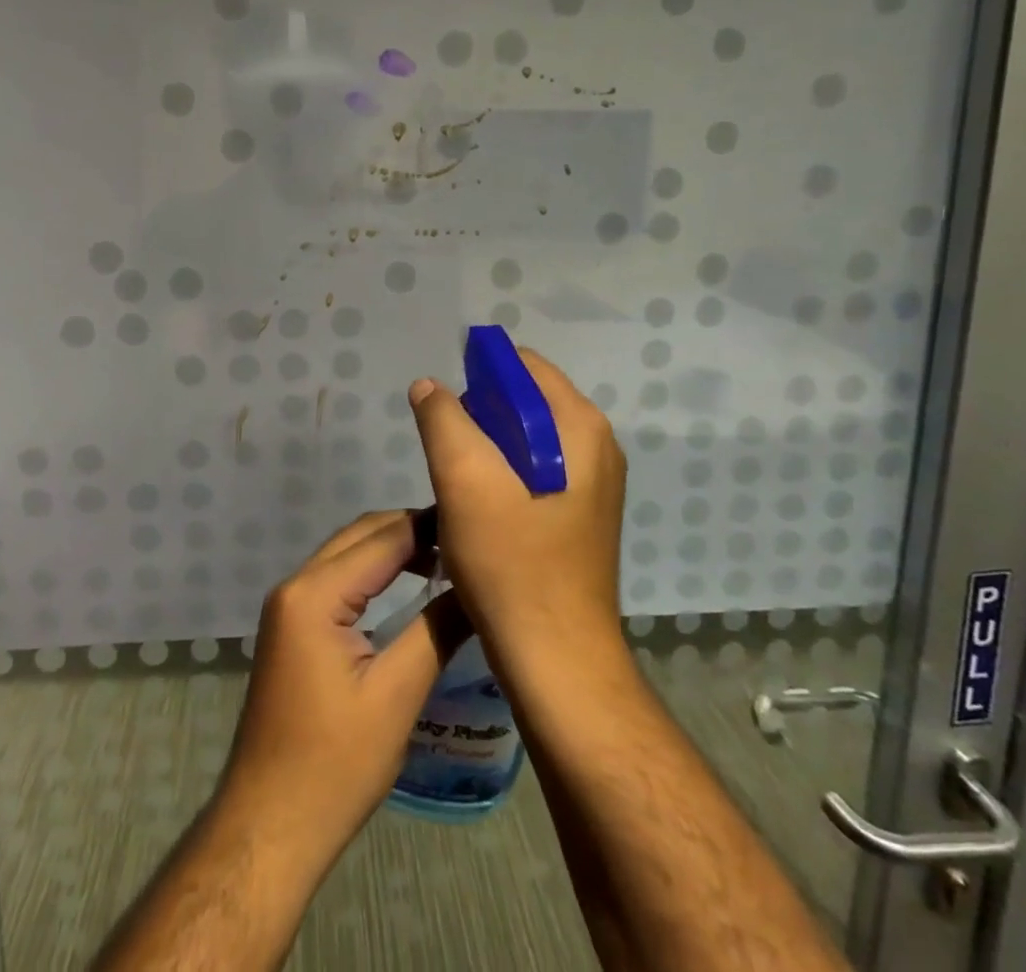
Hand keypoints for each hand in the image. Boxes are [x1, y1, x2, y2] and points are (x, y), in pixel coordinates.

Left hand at [217, 510, 469, 869]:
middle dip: (410, 530)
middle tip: (465, 539)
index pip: (382, 539)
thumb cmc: (335, 764)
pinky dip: (371, 573)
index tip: (475, 521)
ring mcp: (288, 605)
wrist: (268, 825)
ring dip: (391, 549)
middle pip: (360, 536)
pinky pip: (336, 580)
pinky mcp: (291, 627)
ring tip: (445, 558)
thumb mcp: (396, 696)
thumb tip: (479, 588)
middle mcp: (295, 585)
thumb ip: (437, 631)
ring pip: (346, 554)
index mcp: (314, 593)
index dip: (429, 526)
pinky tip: (405, 586)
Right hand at [408, 347, 625, 666]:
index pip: (523, 366)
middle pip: (525, 401)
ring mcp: (593, 484)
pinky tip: (479, 509)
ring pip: (525, 439)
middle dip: (479, 416)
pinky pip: (534, 471)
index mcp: (580, 426)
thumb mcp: (464, 479)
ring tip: (458, 484)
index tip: (444, 408)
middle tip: (447, 453)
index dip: (478, 374)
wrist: (556, 659)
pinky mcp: (581, 515)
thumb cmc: (511, 562)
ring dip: (486, 449)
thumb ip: (442, 418)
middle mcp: (596, 446)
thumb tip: (429, 386)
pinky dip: (502, 476)